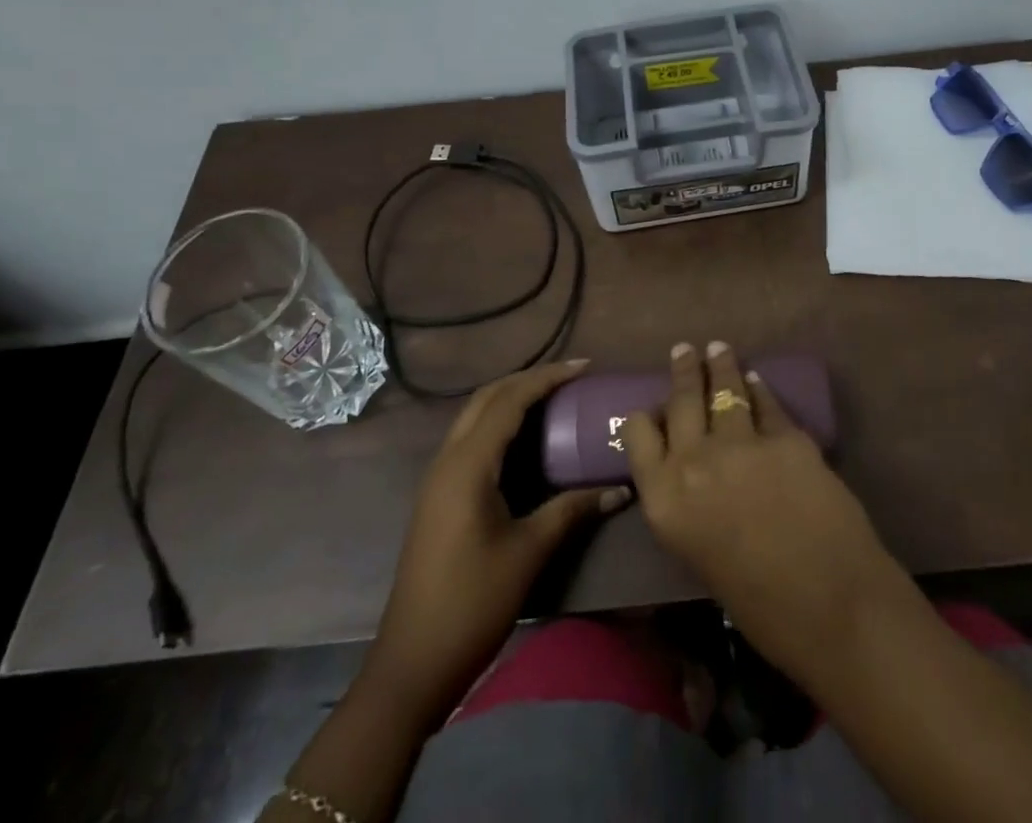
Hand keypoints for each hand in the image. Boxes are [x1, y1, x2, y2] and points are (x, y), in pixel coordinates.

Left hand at [370, 360, 630, 728]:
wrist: (411, 664)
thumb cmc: (472, 604)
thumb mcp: (528, 553)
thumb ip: (571, 510)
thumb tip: (620, 489)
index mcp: (468, 465)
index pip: (509, 400)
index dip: (548, 378)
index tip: (585, 367)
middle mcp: (448, 459)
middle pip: (487, 397)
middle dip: (528, 379)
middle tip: (571, 377)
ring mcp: (438, 478)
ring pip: (475, 416)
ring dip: (512, 398)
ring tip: (554, 397)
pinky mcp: (438, 496)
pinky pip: (471, 439)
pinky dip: (500, 423)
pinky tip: (526, 439)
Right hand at [622, 341, 910, 681]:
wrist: (830, 606)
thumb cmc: (758, 607)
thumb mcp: (699, 555)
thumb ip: (688, 506)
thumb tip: (694, 475)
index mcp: (664, 500)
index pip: (638, 435)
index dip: (647, 418)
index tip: (653, 408)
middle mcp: (693, 462)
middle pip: (681, 402)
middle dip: (684, 371)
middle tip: (685, 350)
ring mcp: (741, 444)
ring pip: (725, 390)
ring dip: (721, 366)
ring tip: (718, 349)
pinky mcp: (786, 436)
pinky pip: (766, 404)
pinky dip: (760, 389)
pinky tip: (758, 381)